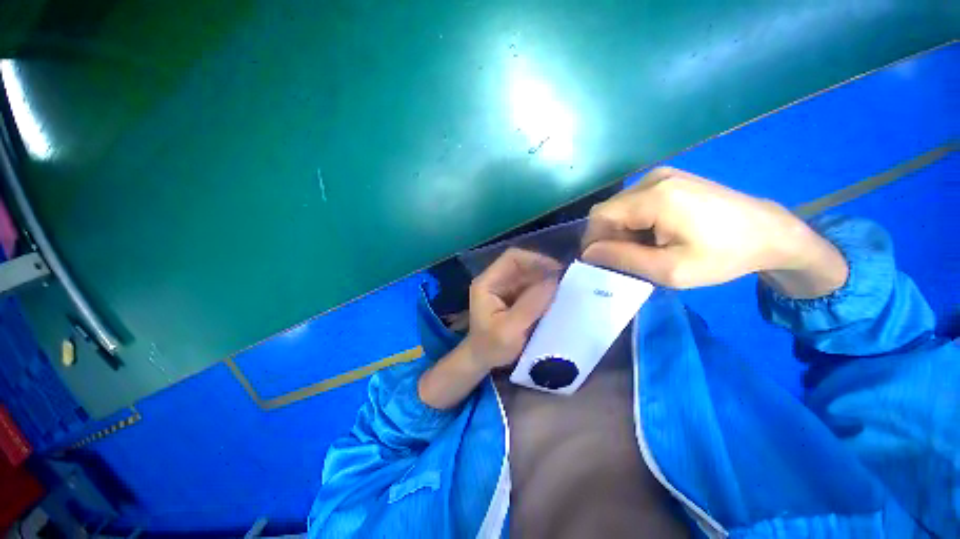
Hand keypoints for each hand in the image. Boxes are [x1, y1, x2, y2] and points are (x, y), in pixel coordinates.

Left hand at [463, 248, 560, 368]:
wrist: (482, 360)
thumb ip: (531, 305)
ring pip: (529, 275)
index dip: (535, 260)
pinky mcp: (513, 297)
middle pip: (523, 265)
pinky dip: (544, 290)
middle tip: (566, 282)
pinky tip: (556, 299)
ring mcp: (505, 288)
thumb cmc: (491, 347)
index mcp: (487, 283)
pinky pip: (532, 287)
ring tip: (565, 290)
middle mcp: (496, 280)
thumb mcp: (510, 330)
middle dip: (544, 271)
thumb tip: (554, 281)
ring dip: (546, 281)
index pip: (512, 258)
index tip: (557, 271)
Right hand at [581, 167, 846, 297]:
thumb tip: (589, 252)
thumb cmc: (723, 256)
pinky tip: (654, 234)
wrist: (769, 233)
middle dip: (608, 237)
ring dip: (622, 230)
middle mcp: (652, 179)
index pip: (600, 218)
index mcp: (654, 198)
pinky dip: (634, 221)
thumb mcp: (670, 270)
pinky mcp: (669, 179)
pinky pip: (634, 201)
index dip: (593, 241)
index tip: (602, 263)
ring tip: (646, 248)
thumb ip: (623, 259)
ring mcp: (661, 175)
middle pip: (608, 211)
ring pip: (620, 207)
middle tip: (628, 259)